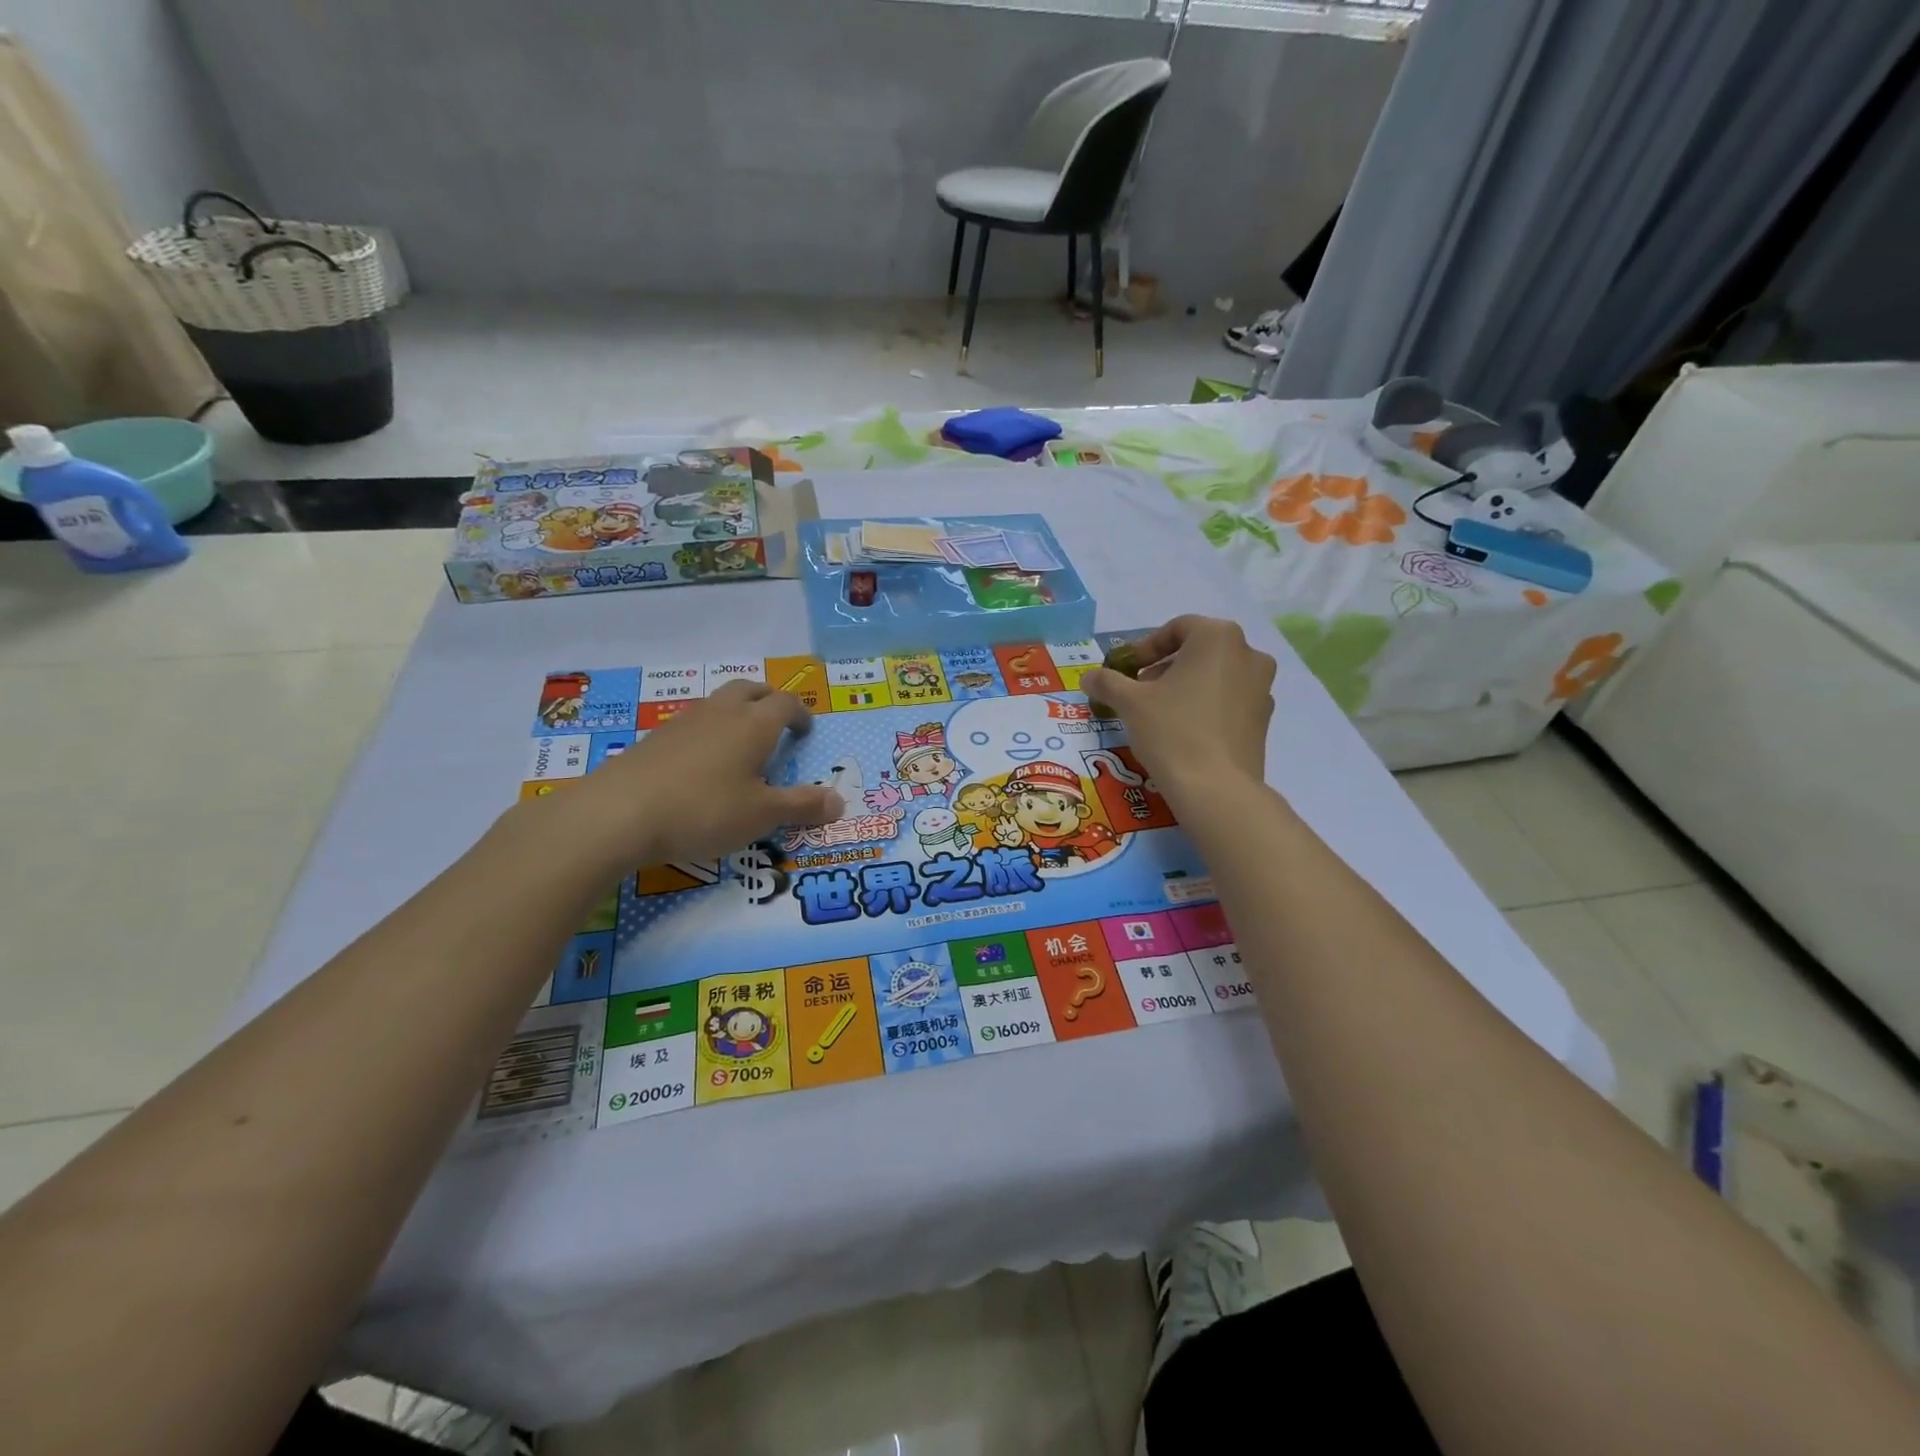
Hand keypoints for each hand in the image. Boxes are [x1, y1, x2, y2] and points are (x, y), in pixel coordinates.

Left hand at [519, 681, 842, 868]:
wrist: (617, 814)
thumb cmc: (703, 810)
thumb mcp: (762, 815)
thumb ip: (802, 806)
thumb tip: (840, 800)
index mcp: (754, 724)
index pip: (786, 703)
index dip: (801, 714)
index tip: (805, 731)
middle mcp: (721, 713)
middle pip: (750, 689)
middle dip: (769, 700)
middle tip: (777, 723)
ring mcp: (683, 723)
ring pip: (718, 703)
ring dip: (736, 713)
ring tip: (740, 745)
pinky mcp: (654, 740)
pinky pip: (692, 724)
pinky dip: (708, 733)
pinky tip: (701, 766)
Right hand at [864, 782, 902, 811]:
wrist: (897, 795)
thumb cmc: (892, 790)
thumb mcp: (887, 786)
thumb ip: (884, 785)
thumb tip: (881, 784)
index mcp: (877, 792)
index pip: (870, 792)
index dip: (867, 793)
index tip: (866, 793)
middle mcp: (877, 797)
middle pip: (869, 798)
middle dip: (867, 799)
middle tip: (865, 799)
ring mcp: (880, 802)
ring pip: (872, 804)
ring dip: (870, 805)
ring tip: (870, 805)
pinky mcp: (884, 806)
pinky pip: (880, 808)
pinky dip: (880, 809)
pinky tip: (880, 808)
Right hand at [1079, 616, 1274, 807]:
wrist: (1216, 789)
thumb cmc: (1172, 731)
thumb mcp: (1129, 702)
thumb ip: (1107, 682)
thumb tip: (1089, 677)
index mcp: (1218, 638)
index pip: (1176, 628)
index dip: (1145, 648)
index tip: (1126, 670)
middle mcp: (1248, 654)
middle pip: (1198, 651)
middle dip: (1165, 668)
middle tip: (1139, 692)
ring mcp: (1262, 688)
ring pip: (1215, 676)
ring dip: (1185, 687)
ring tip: (1159, 714)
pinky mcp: (1264, 720)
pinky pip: (1228, 702)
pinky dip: (1205, 708)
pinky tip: (1184, 733)